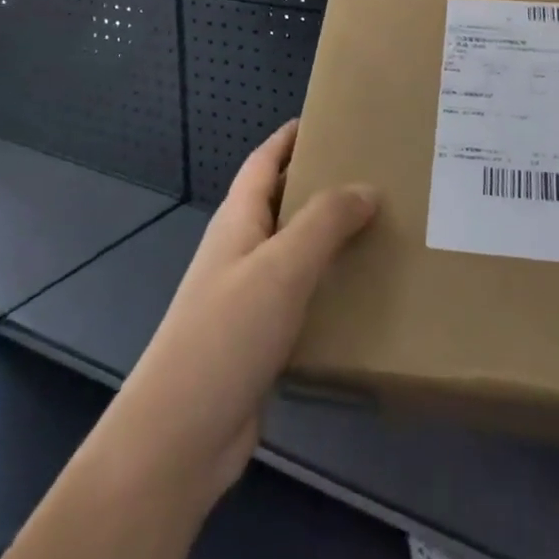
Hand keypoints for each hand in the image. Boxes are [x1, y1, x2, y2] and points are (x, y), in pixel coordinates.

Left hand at [99, 119, 378, 505]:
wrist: (178, 439)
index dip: (291, 137)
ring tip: (380, 228)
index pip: (264, 161)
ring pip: (294, 251)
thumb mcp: (281, 267)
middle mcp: (240, 250)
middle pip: (282, 202)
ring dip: (329, 237)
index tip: (330, 118)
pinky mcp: (258, 340)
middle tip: (375, 173)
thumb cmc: (226, 335)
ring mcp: (246, 297)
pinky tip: (360, 294)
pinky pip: (299, 296)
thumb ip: (325, 222)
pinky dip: (327, 285)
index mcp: (238, 220)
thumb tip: (367, 187)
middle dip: (321, 183)